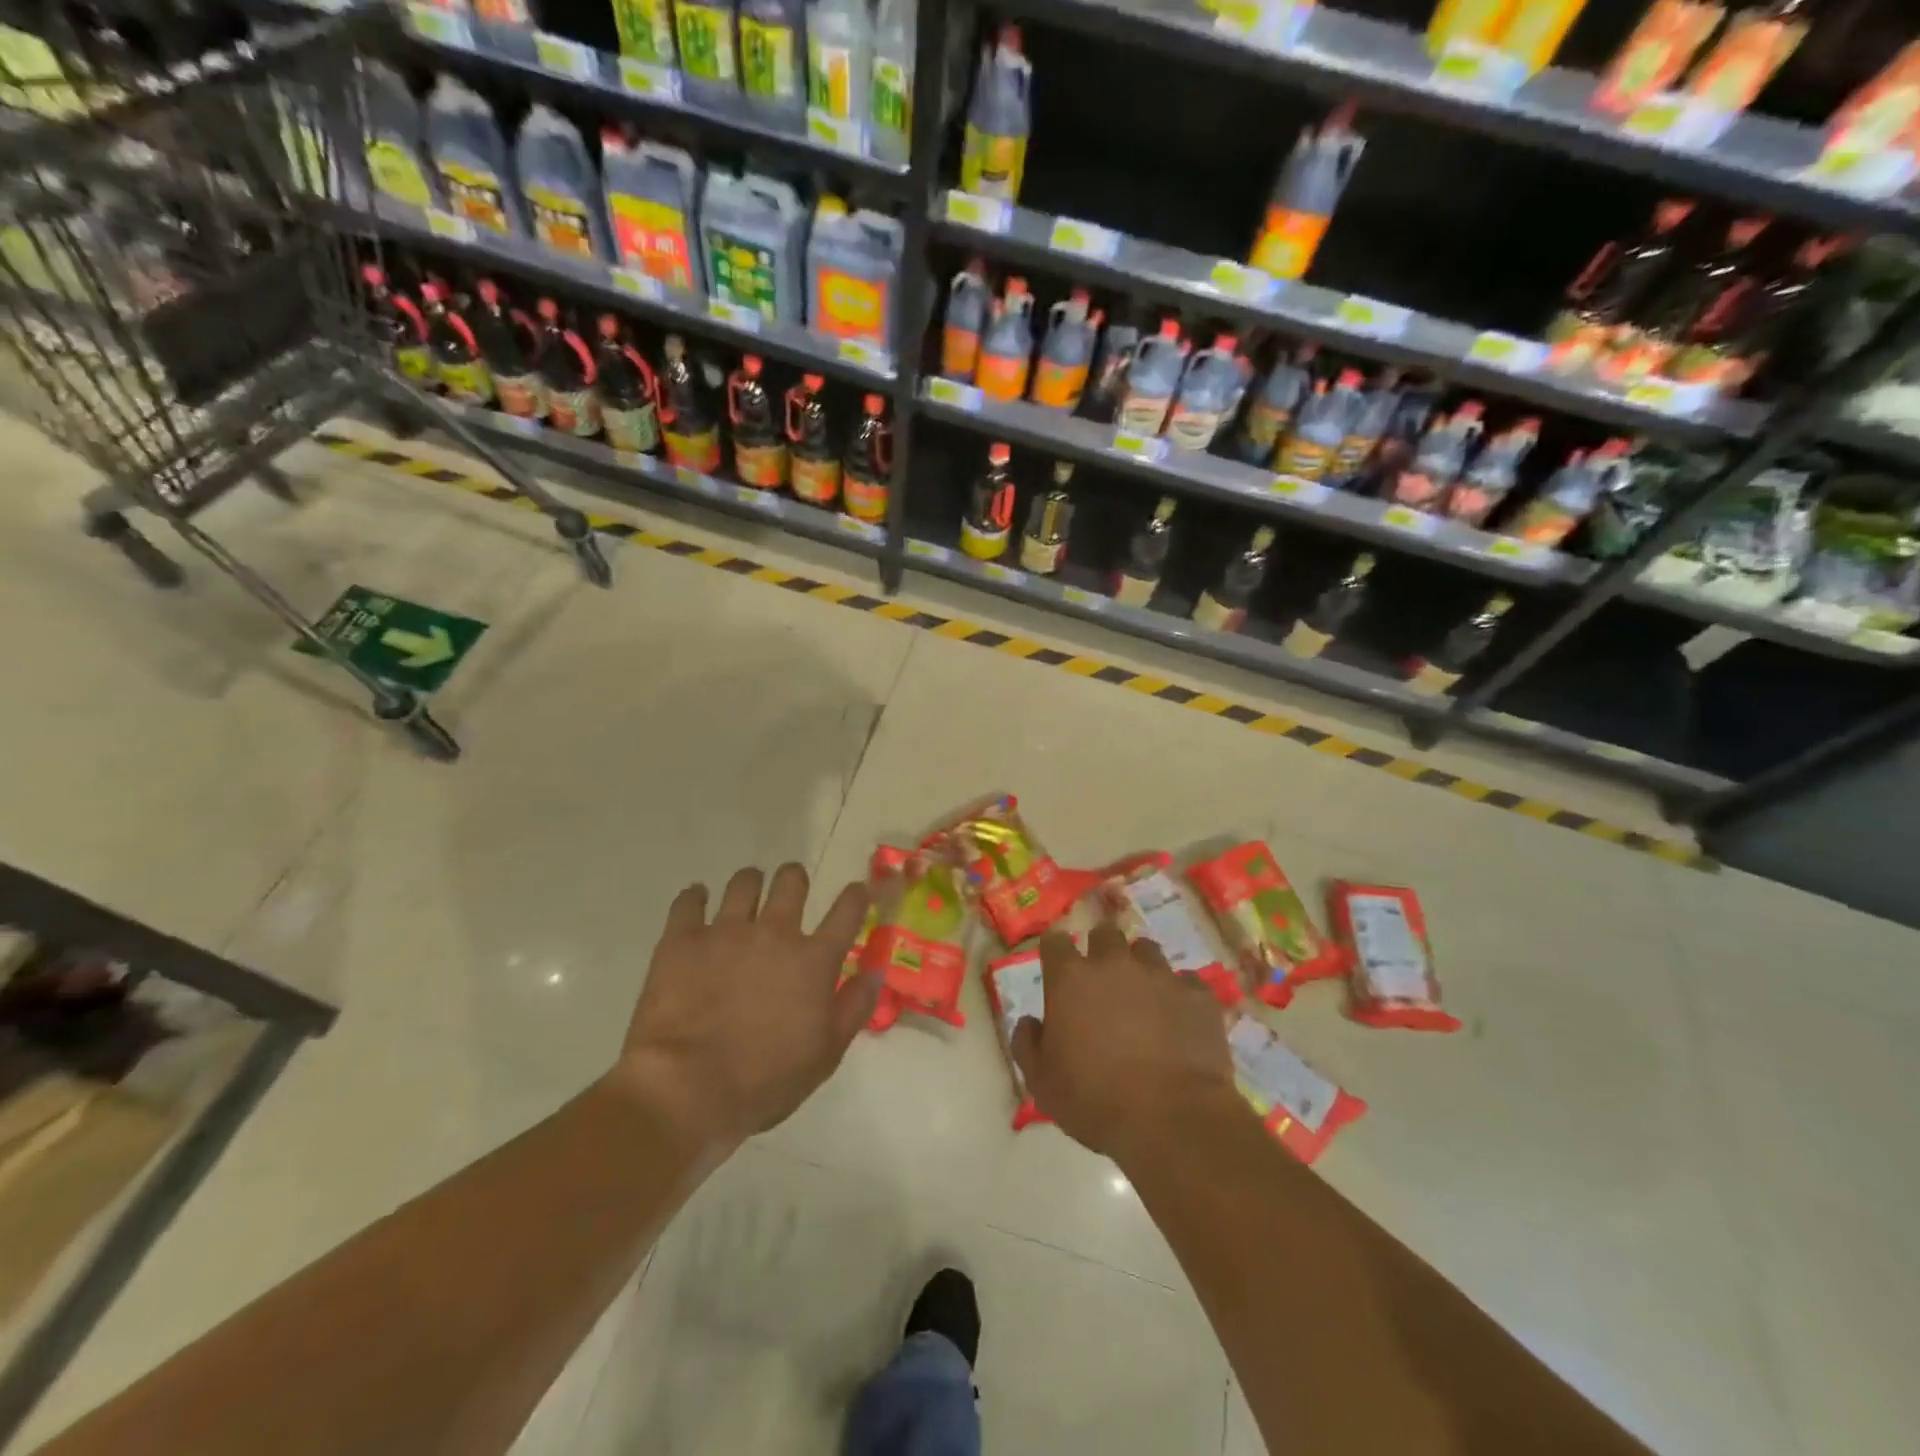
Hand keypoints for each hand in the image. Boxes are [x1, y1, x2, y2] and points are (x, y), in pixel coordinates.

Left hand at [610, 864, 878, 1151]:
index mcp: (814, 960)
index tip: (857, 892)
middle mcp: (774, 932)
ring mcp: (725, 931)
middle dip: (795, 878)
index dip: (856, 896)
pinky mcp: (682, 939)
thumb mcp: (826, 1055)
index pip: (847, 911)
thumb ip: (854, 1007)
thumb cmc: (764, 1081)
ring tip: (746, 893)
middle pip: (791, 881)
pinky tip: (696, 900)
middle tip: (790, 890)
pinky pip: (689, 901)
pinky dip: (694, 897)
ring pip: (744, 883)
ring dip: (750, 883)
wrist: (685, 1090)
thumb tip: (875, 971)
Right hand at [1011, 922, 1238, 1163]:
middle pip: (1104, 934)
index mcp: (1070, 979)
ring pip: (1147, 950)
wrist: (1171, 1119)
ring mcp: (1160, 975)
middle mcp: (1114, 963)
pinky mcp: (1198, 994)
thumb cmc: (1095, 1101)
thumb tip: (1029, 1022)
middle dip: (1101, 951)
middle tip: (1103, 982)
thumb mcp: (1042, 1083)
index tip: (1058, 969)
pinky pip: (1186, 982)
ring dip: (1141, 967)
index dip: (1055, 953)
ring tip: (1144, 997)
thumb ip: (1027, 1044)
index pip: (1054, 941)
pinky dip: (1180, 996)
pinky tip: (1180, 1020)